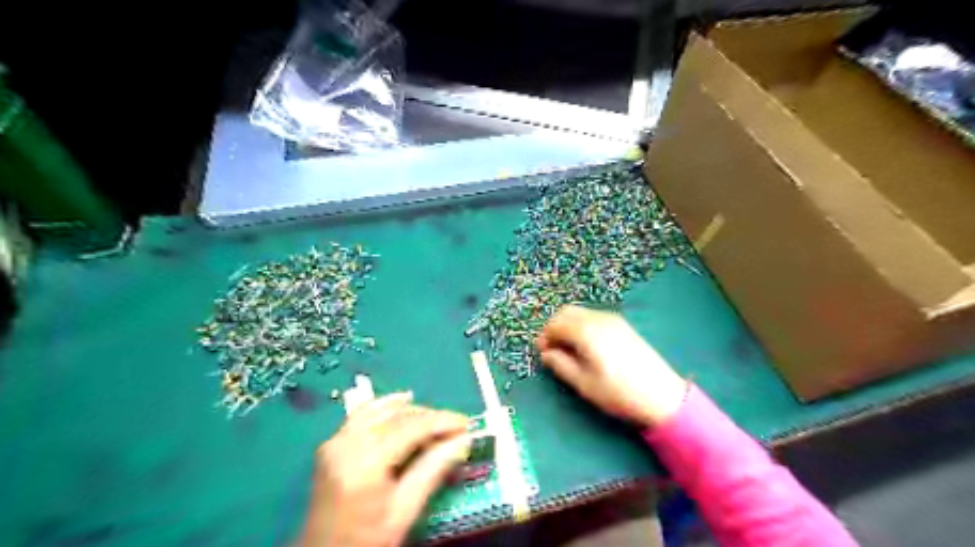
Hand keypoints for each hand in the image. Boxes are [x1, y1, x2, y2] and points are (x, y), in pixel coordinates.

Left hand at [304, 394, 471, 546]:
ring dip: (411, 411)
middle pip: (396, 415)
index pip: (411, 427)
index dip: (442, 421)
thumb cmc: (366, 541)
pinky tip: (403, 402)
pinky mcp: (332, 443)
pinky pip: (363, 414)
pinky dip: (386, 406)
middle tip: (455, 428)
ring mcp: (336, 441)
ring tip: (435, 421)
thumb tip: (463, 440)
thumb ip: (432, 471)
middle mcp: (347, 443)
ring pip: (381, 409)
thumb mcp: (404, 512)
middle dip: (429, 416)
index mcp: (365, 463)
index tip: (466, 423)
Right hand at [537, 306, 688, 429]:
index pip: (555, 324)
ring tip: (568, 349)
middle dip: (554, 327)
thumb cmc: (618, 393)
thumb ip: (561, 365)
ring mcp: (613, 319)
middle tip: (552, 349)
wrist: (662, 396)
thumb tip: (547, 354)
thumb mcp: (584, 383)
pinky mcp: (622, 325)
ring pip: (580, 313)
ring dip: (568, 325)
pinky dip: (582, 325)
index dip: (544, 336)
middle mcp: (598, 319)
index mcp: (586, 331)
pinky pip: (593, 317)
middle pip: (567, 312)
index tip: (542, 353)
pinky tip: (586, 346)